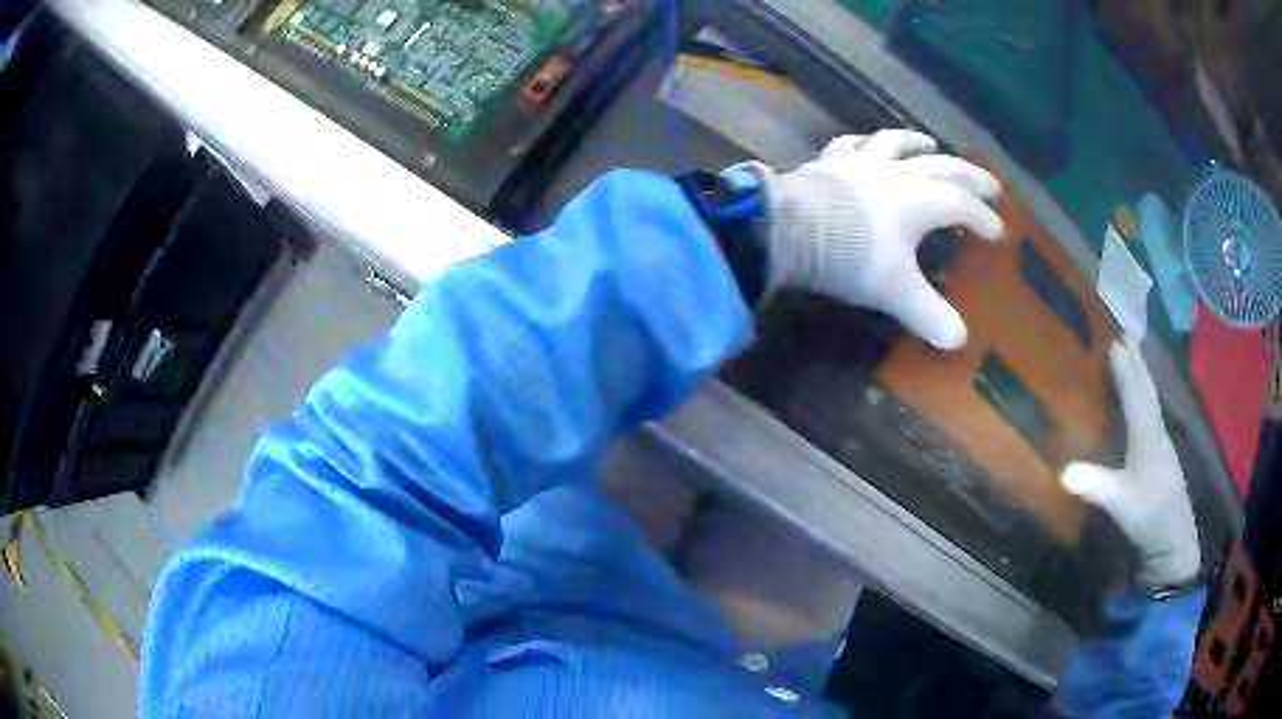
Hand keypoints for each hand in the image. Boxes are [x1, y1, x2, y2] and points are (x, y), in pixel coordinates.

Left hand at [744, 129, 1003, 349]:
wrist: (791, 228)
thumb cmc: (852, 256)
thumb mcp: (895, 290)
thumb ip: (928, 314)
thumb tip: (957, 342)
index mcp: (922, 200)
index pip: (963, 206)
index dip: (983, 219)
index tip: (998, 232)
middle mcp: (897, 173)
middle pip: (943, 168)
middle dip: (970, 178)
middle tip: (990, 185)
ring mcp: (862, 162)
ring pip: (897, 143)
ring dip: (918, 144)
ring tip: (933, 144)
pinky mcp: (830, 161)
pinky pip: (852, 144)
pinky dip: (864, 142)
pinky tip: (867, 143)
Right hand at [1061, 338, 1200, 587]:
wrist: (1173, 538)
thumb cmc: (1148, 513)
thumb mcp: (1121, 501)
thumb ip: (1096, 485)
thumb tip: (1063, 471)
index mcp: (1147, 433)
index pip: (1134, 393)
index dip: (1124, 368)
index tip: (1113, 340)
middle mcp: (1156, 430)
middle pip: (1147, 388)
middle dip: (1137, 360)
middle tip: (1127, 332)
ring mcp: (1161, 443)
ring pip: (1151, 399)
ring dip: (1143, 375)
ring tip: (1135, 357)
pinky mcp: (1160, 457)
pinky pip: (1152, 414)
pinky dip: (1145, 397)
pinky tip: (1142, 403)